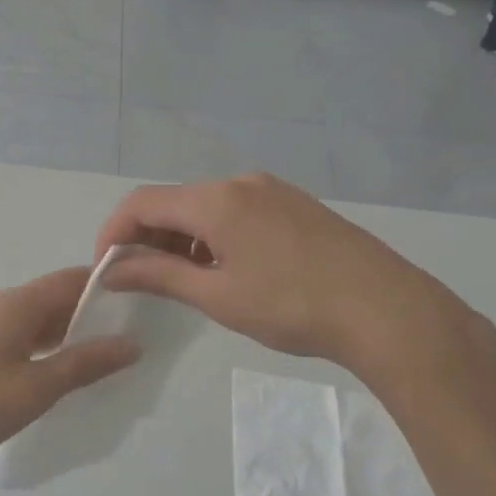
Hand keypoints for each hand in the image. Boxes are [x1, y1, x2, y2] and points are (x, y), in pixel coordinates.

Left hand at [0, 269, 139, 478]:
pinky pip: (31, 339)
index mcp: (19, 304)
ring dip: (78, 333)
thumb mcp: (38, 386)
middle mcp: (6, 307)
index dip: (110, 286)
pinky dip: (56, 348)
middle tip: (141, 332)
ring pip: (46, 320)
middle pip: (60, 297)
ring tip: (118, 353)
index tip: (147, 300)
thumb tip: (132, 344)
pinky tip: (76, 371)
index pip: (73, 280)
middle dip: (98, 312)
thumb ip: (85, 363)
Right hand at [93, 174, 480, 385]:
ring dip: (179, 239)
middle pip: (172, 202)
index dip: (113, 234)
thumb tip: (112, 270)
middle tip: (141, 280)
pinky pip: (235, 212)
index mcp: (216, 201)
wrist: (388, 311)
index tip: (107, 270)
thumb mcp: (217, 296)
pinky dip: (212, 236)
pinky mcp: (296, 206)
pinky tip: (224, 270)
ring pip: (204, 207)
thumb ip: (158, 276)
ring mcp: (273, 191)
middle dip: (145, 237)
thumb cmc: (292, 306)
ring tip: (182, 281)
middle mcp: (241, 183)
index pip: (141, 203)